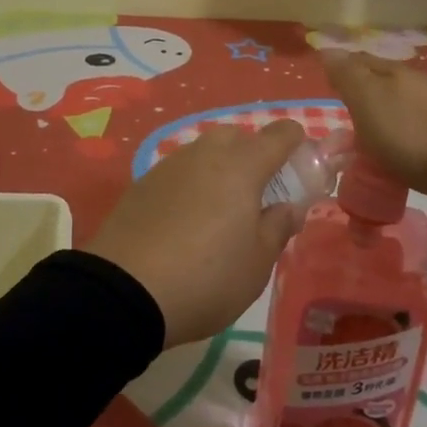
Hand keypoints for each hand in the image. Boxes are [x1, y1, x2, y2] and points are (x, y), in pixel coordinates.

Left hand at [89, 120, 307, 346]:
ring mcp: (170, 165)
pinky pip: (179, 172)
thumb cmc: (207, 277)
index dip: (296, 143)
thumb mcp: (257, 263)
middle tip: (259, 196)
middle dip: (254, 155)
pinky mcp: (142, 183)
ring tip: (221, 212)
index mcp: (242, 166)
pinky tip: (186, 221)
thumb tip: (289, 205)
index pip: (279, 135)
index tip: (301, 166)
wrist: (125, 290)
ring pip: (205, 152)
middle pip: (238, 136)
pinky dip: (191, 185)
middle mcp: (205, 154)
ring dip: (220, 169)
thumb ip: (278, 226)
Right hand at [323, 51, 426, 206]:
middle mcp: (420, 81)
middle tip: (349, 119)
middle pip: (385, 82)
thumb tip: (328, 49)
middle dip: (367, 94)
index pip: (361, 62)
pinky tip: (409, 149)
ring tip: (377, 140)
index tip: (330, 86)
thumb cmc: (412, 135)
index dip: (343, 71)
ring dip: (390, 115)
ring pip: (407, 103)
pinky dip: (411, 133)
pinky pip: (425, 125)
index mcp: (394, 72)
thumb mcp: (369, 103)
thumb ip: (348, 76)